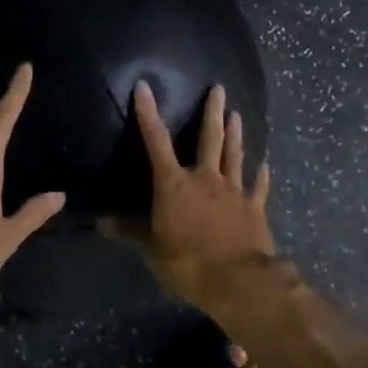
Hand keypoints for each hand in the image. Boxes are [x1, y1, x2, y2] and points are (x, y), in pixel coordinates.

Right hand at [106, 81, 273, 308]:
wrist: (237, 280)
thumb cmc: (187, 262)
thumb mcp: (152, 250)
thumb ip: (131, 232)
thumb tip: (102, 223)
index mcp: (174, 185)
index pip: (156, 142)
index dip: (148, 114)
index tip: (144, 87)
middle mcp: (205, 178)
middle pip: (209, 138)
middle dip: (212, 111)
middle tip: (219, 88)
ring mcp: (234, 191)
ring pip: (235, 155)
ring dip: (236, 134)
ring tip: (237, 114)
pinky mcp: (254, 207)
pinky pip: (258, 185)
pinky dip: (261, 173)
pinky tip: (265, 163)